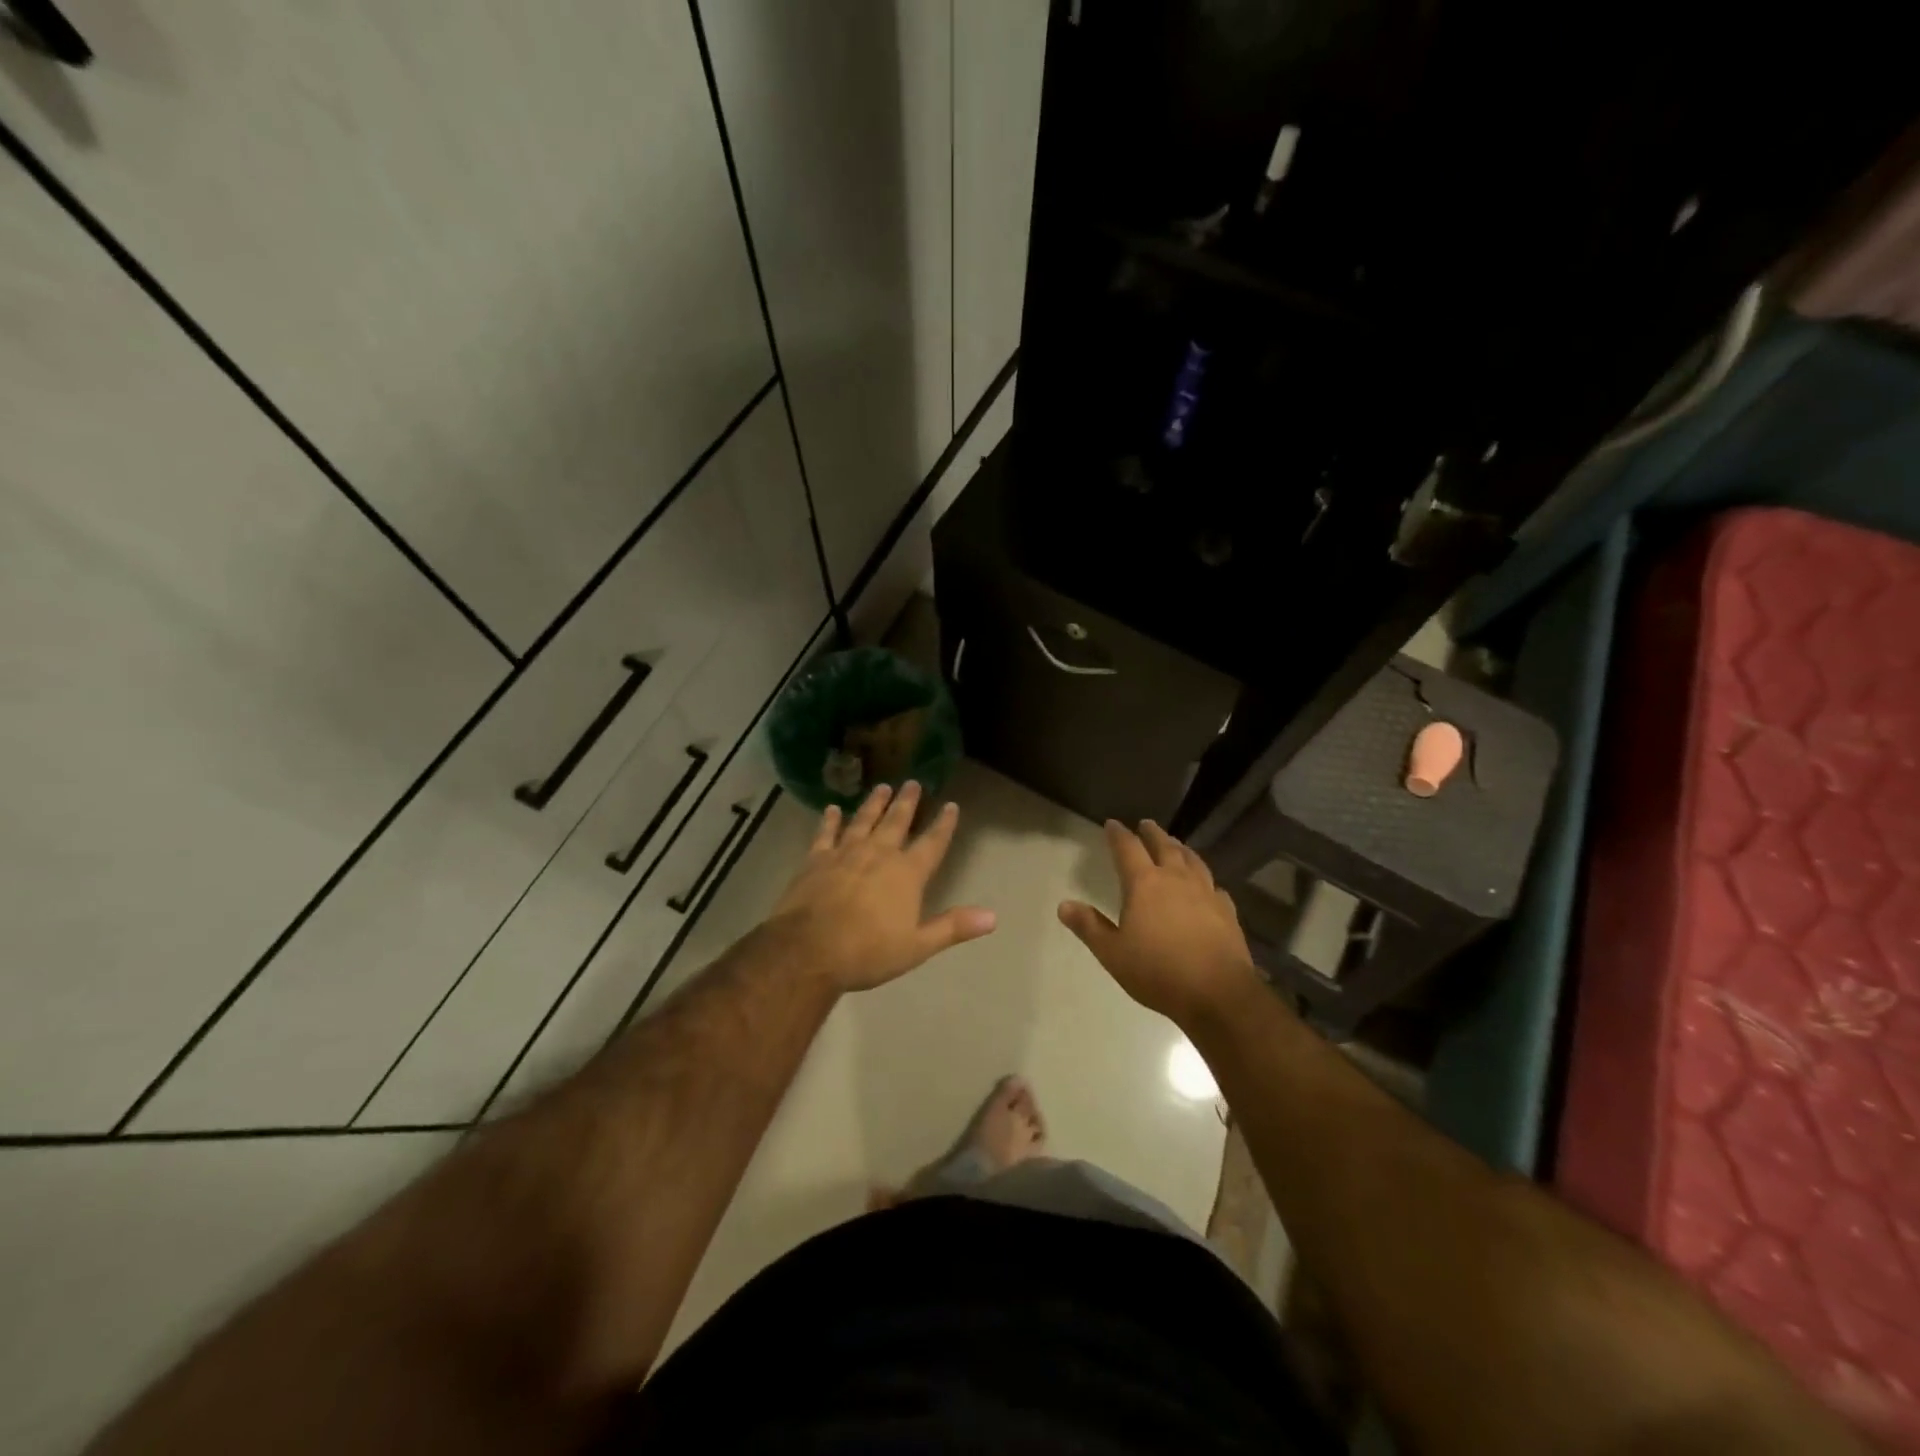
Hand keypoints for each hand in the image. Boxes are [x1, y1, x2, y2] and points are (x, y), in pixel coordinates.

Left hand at [770, 781, 995, 992]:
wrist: (808, 950)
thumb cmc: (867, 952)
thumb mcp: (917, 946)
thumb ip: (953, 927)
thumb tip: (992, 916)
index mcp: (907, 874)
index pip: (932, 843)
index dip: (943, 824)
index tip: (951, 805)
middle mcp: (878, 854)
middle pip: (896, 822)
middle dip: (907, 802)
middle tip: (913, 781)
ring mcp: (845, 853)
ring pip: (863, 820)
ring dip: (874, 803)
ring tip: (882, 787)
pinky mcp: (816, 860)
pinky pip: (825, 833)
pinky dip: (830, 820)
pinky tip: (832, 809)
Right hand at [1059, 819, 1260, 1026]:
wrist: (1218, 993)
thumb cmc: (1158, 972)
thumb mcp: (1113, 953)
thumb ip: (1089, 926)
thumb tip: (1064, 904)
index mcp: (1145, 884)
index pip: (1128, 849)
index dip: (1118, 835)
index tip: (1112, 824)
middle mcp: (1176, 879)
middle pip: (1164, 846)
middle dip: (1152, 834)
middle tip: (1146, 824)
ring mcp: (1206, 893)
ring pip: (1192, 860)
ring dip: (1181, 848)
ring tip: (1176, 844)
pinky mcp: (1227, 911)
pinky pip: (1214, 886)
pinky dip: (1206, 879)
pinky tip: (1207, 886)